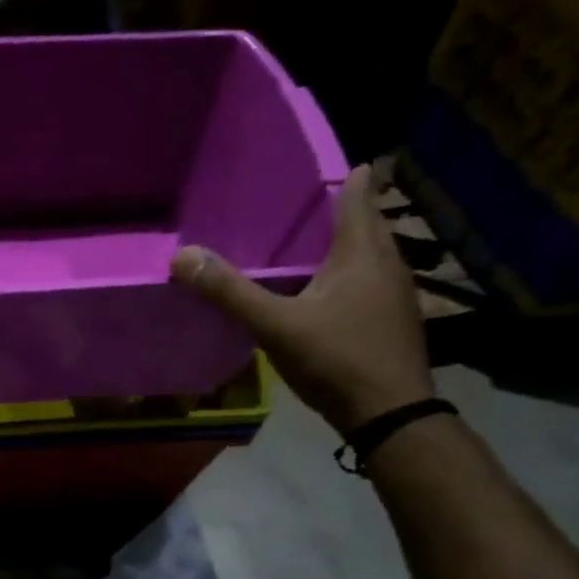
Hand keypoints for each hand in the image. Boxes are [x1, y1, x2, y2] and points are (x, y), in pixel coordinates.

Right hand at [171, 164, 433, 433]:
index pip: (357, 199)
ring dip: (351, 244)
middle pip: (369, 225)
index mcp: (362, 254)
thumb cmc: (336, 359)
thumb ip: (230, 292)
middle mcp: (387, 265)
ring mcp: (396, 296)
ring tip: (317, 243)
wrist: (389, 414)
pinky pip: (371, 283)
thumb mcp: (275, 325)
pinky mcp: (394, 322)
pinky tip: (329, 292)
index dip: (348, 179)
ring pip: (373, 255)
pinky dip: (351, 275)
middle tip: (315, 202)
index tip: (336, 164)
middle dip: (347, 210)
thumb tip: (182, 256)